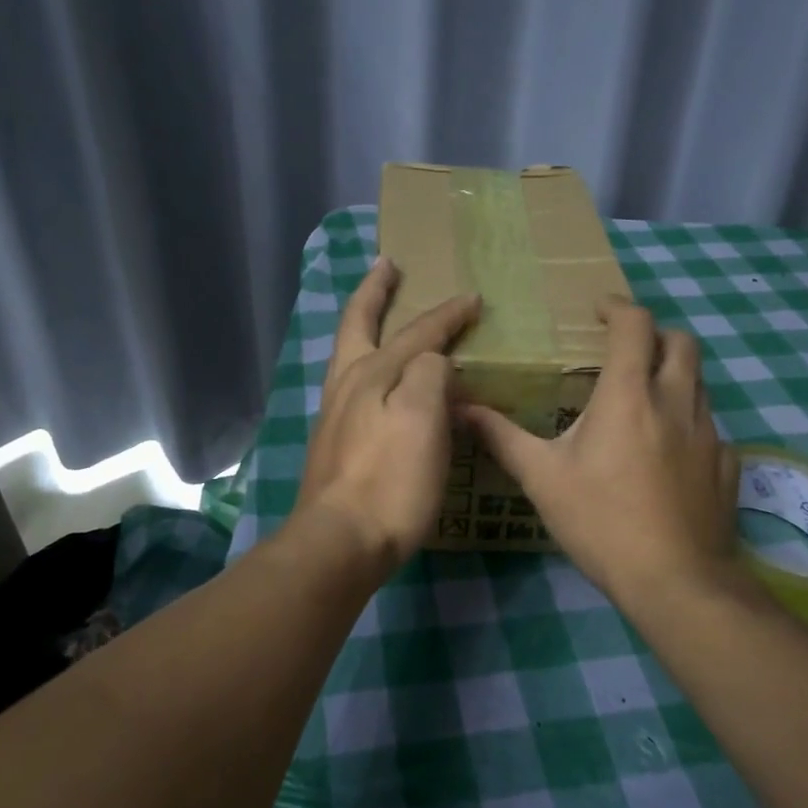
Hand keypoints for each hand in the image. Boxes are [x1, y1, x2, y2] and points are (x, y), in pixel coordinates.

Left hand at [292, 257, 480, 572]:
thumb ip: (428, 375)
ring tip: (380, 314)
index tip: (473, 298)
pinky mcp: (334, 444)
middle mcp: (347, 385)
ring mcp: (334, 415)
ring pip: (350, 355)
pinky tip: (377, 381)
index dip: (446, 314)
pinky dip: (367, 364)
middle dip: (374, 291)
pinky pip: (354, 386)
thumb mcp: (421, 418)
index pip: (417, 333)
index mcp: (371, 373)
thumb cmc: (388, 479)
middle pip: (358, 325)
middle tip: (387, 265)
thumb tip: (432, 362)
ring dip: (365, 325)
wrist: (339, 542)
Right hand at [460, 298, 748, 612]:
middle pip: (682, 342)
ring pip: (700, 382)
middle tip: (625, 348)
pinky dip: (689, 420)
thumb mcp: (541, 478)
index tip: (598, 311)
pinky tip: (669, 450)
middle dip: (655, 333)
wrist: (676, 582)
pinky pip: (711, 426)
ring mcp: (709, 434)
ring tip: (643, 397)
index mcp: (629, 395)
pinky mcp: (727, 465)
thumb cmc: (601, 521)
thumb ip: (502, 437)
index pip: (635, 326)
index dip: (618, 308)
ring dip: (674, 374)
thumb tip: (460, 408)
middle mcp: (676, 402)